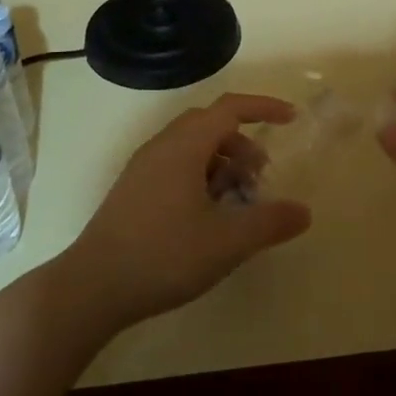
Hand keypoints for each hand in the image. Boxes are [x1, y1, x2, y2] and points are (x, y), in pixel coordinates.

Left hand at [61, 94, 310, 330]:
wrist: (92, 287)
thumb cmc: (163, 255)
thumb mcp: (227, 242)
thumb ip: (270, 223)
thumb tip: (304, 212)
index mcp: (184, 146)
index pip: (230, 108)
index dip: (264, 108)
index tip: (291, 119)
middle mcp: (162, 146)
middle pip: (210, 125)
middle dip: (243, 144)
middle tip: (260, 178)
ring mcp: (143, 168)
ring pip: (192, 148)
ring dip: (222, 164)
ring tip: (236, 203)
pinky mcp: (133, 190)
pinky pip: (175, 166)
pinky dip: (201, 177)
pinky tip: (206, 218)